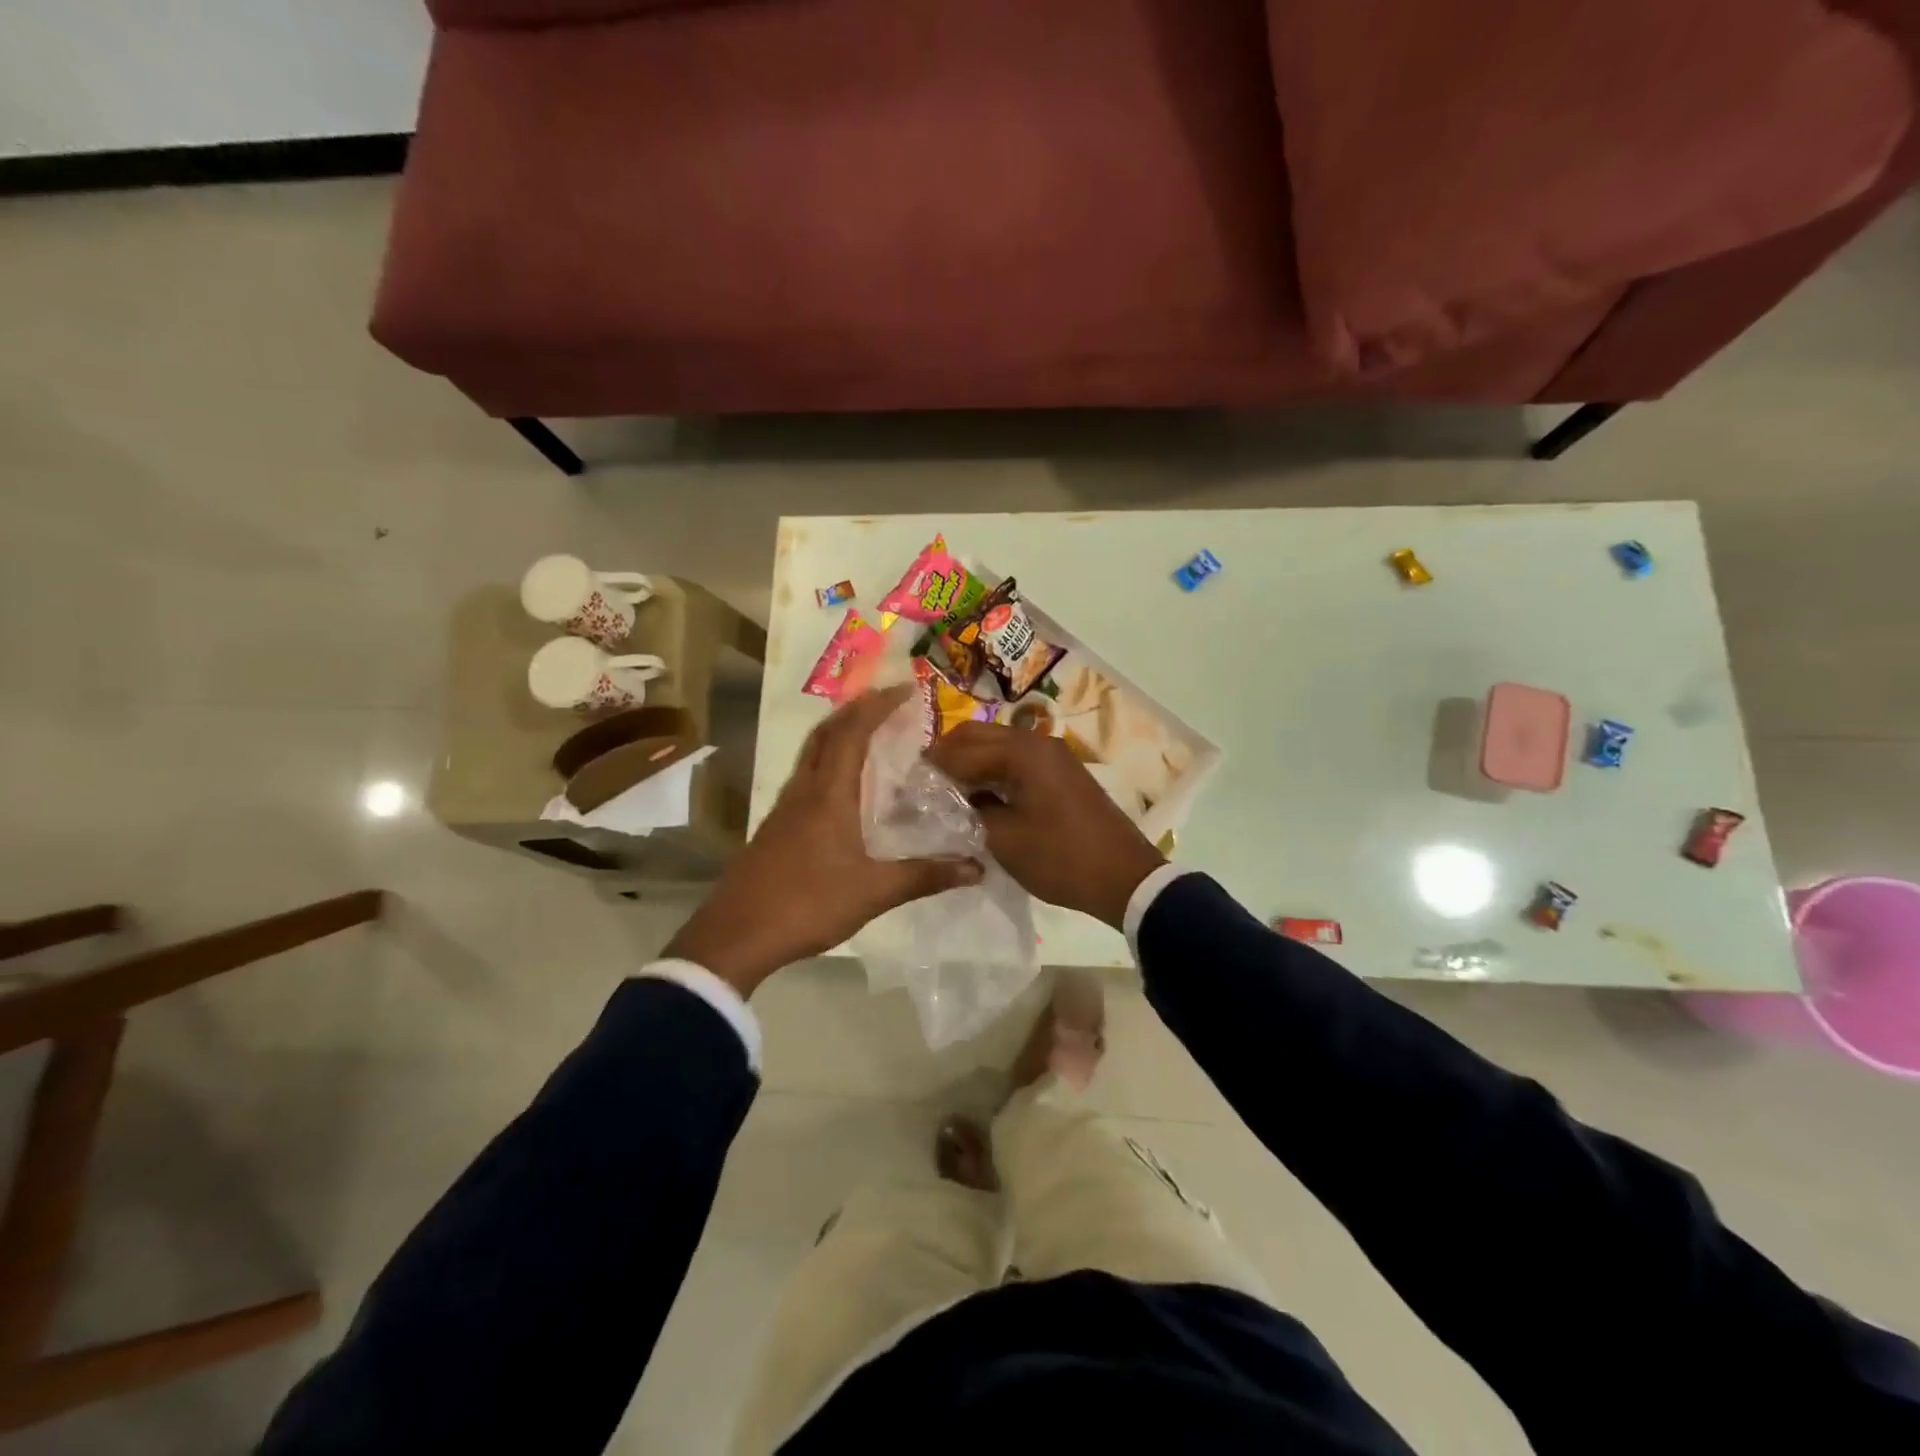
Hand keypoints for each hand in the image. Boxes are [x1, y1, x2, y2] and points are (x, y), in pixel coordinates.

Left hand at [664, 684, 982, 996]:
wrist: (736, 936)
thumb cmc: (807, 904)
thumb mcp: (874, 892)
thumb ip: (925, 876)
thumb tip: (976, 867)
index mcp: (828, 795)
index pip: (852, 733)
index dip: (878, 705)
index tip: (907, 690)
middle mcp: (803, 791)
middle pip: (825, 733)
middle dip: (856, 710)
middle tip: (888, 702)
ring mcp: (784, 809)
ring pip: (811, 754)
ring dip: (839, 734)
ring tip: (870, 734)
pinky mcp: (775, 828)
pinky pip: (805, 778)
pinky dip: (827, 763)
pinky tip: (843, 788)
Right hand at [925, 722, 1165, 928]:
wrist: (1124, 878)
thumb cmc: (1061, 858)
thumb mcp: (1005, 839)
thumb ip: (969, 811)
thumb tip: (946, 799)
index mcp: (1023, 751)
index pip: (961, 748)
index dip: (931, 766)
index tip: (905, 784)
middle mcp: (1037, 742)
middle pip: (979, 735)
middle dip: (948, 756)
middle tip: (922, 784)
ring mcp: (1052, 757)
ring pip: (998, 747)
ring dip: (971, 764)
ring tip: (944, 793)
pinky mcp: (1060, 775)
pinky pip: (1017, 762)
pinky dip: (993, 774)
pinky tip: (977, 798)